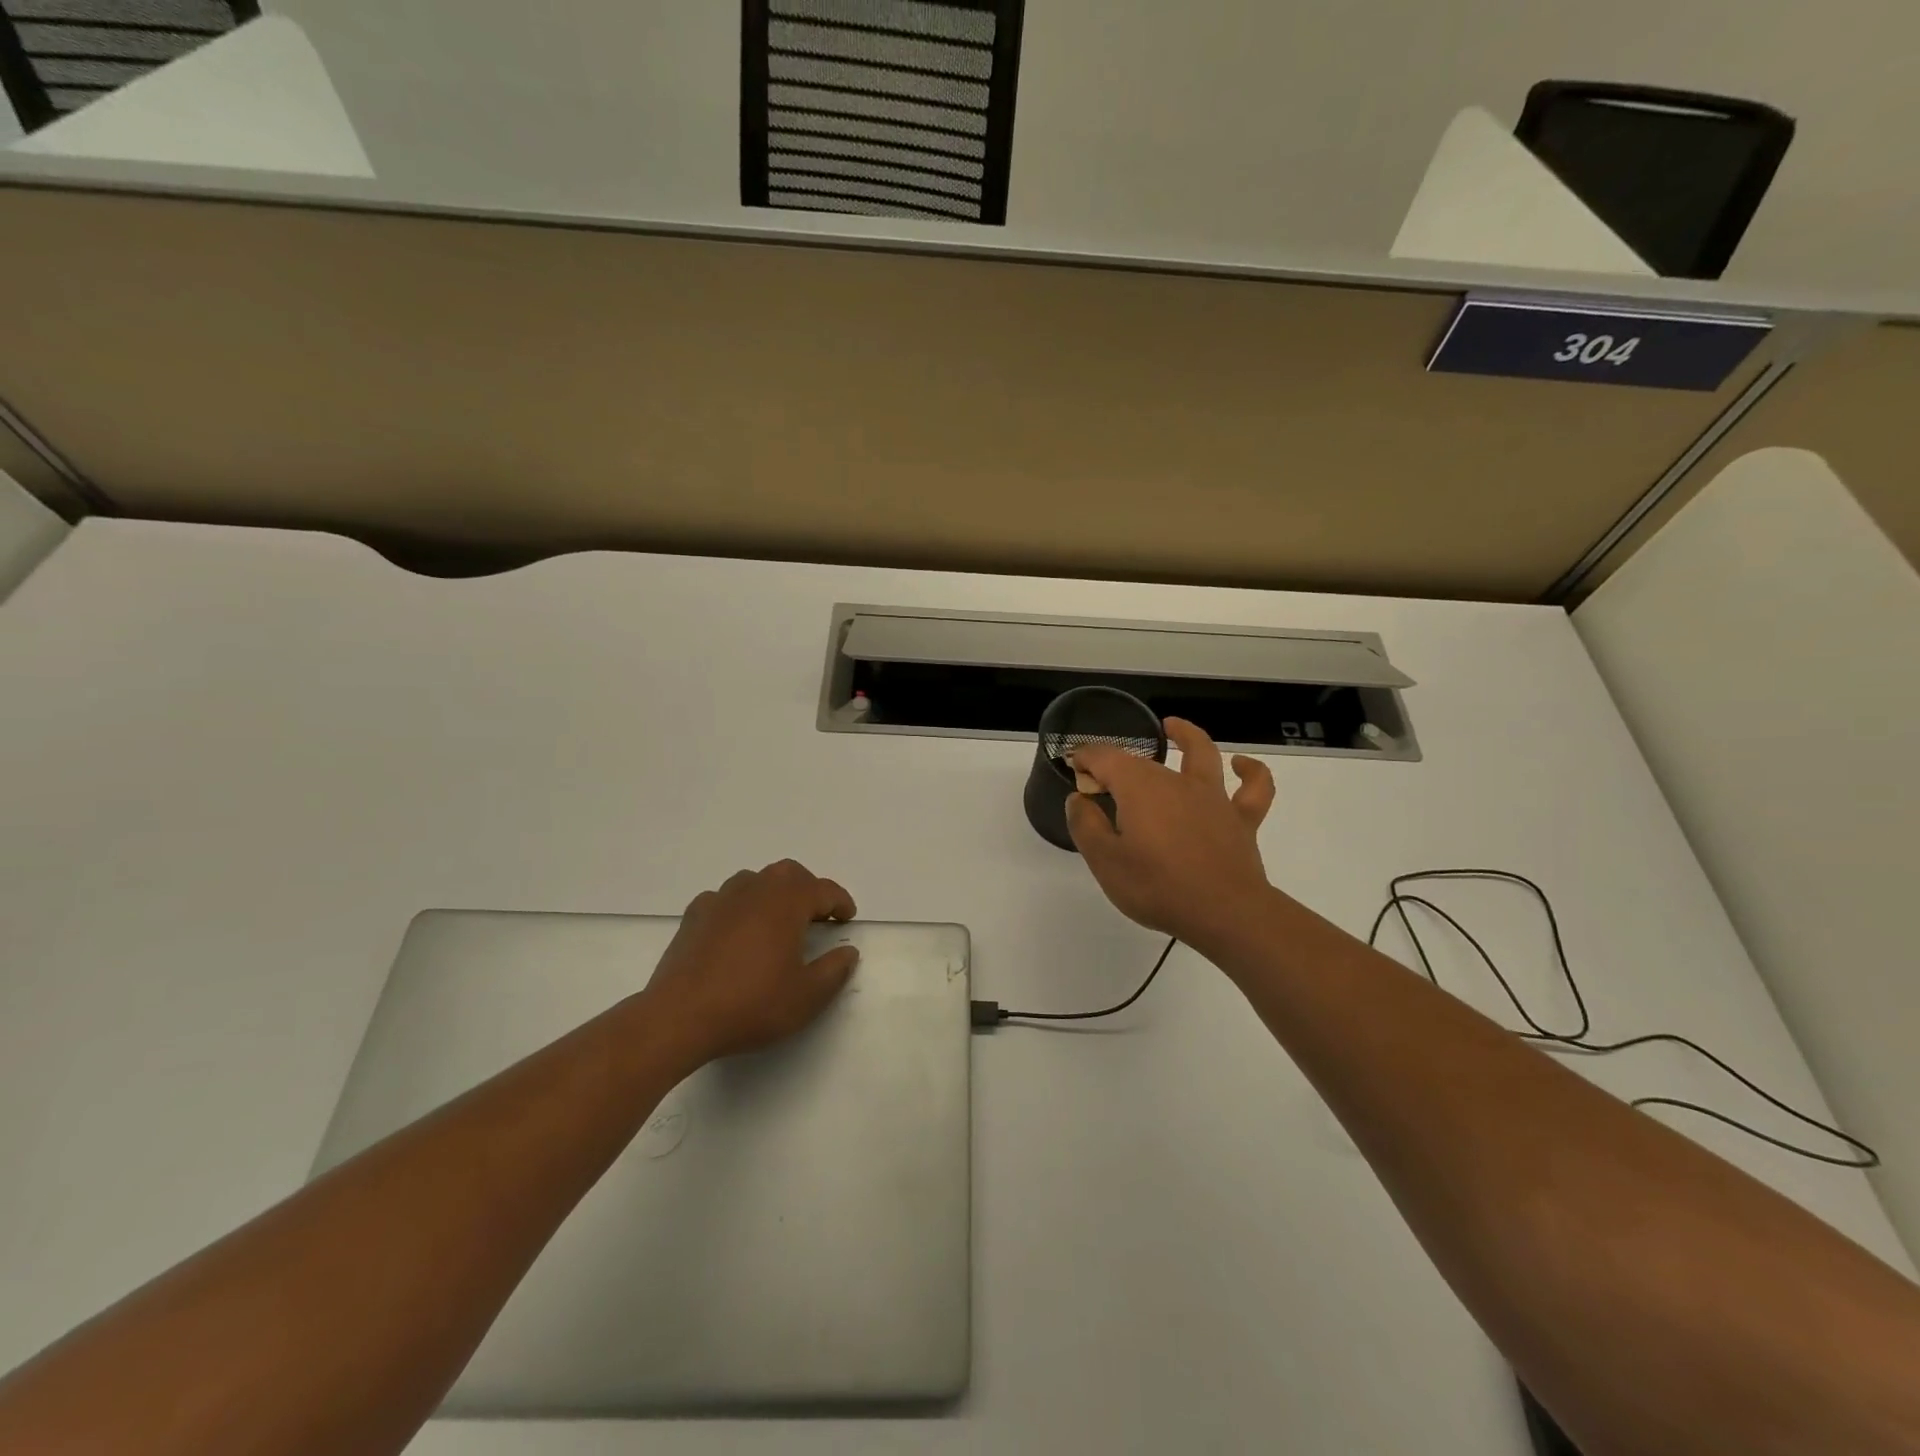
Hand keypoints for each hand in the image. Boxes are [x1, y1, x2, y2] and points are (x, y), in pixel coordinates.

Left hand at [641, 860, 858, 1065]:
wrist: (679, 1016)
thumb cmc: (752, 1003)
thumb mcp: (807, 996)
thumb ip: (834, 970)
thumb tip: (848, 951)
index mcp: (787, 902)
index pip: (823, 890)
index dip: (840, 902)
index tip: (847, 918)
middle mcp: (755, 889)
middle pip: (789, 874)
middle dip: (808, 889)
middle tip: (817, 915)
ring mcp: (720, 899)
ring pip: (755, 880)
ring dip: (773, 894)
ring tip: (777, 921)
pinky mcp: (694, 915)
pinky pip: (725, 899)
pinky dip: (739, 908)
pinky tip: (737, 932)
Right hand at [1068, 718, 1276, 951]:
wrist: (1225, 913)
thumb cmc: (1157, 887)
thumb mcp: (1105, 861)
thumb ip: (1086, 825)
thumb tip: (1078, 798)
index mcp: (1139, 787)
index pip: (1104, 758)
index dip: (1084, 758)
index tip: (1072, 767)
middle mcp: (1176, 781)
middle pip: (1142, 761)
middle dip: (1116, 763)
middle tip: (1098, 783)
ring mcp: (1213, 797)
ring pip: (1201, 754)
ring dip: (1186, 736)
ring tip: (1172, 727)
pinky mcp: (1241, 818)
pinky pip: (1253, 788)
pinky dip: (1250, 772)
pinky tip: (1241, 765)